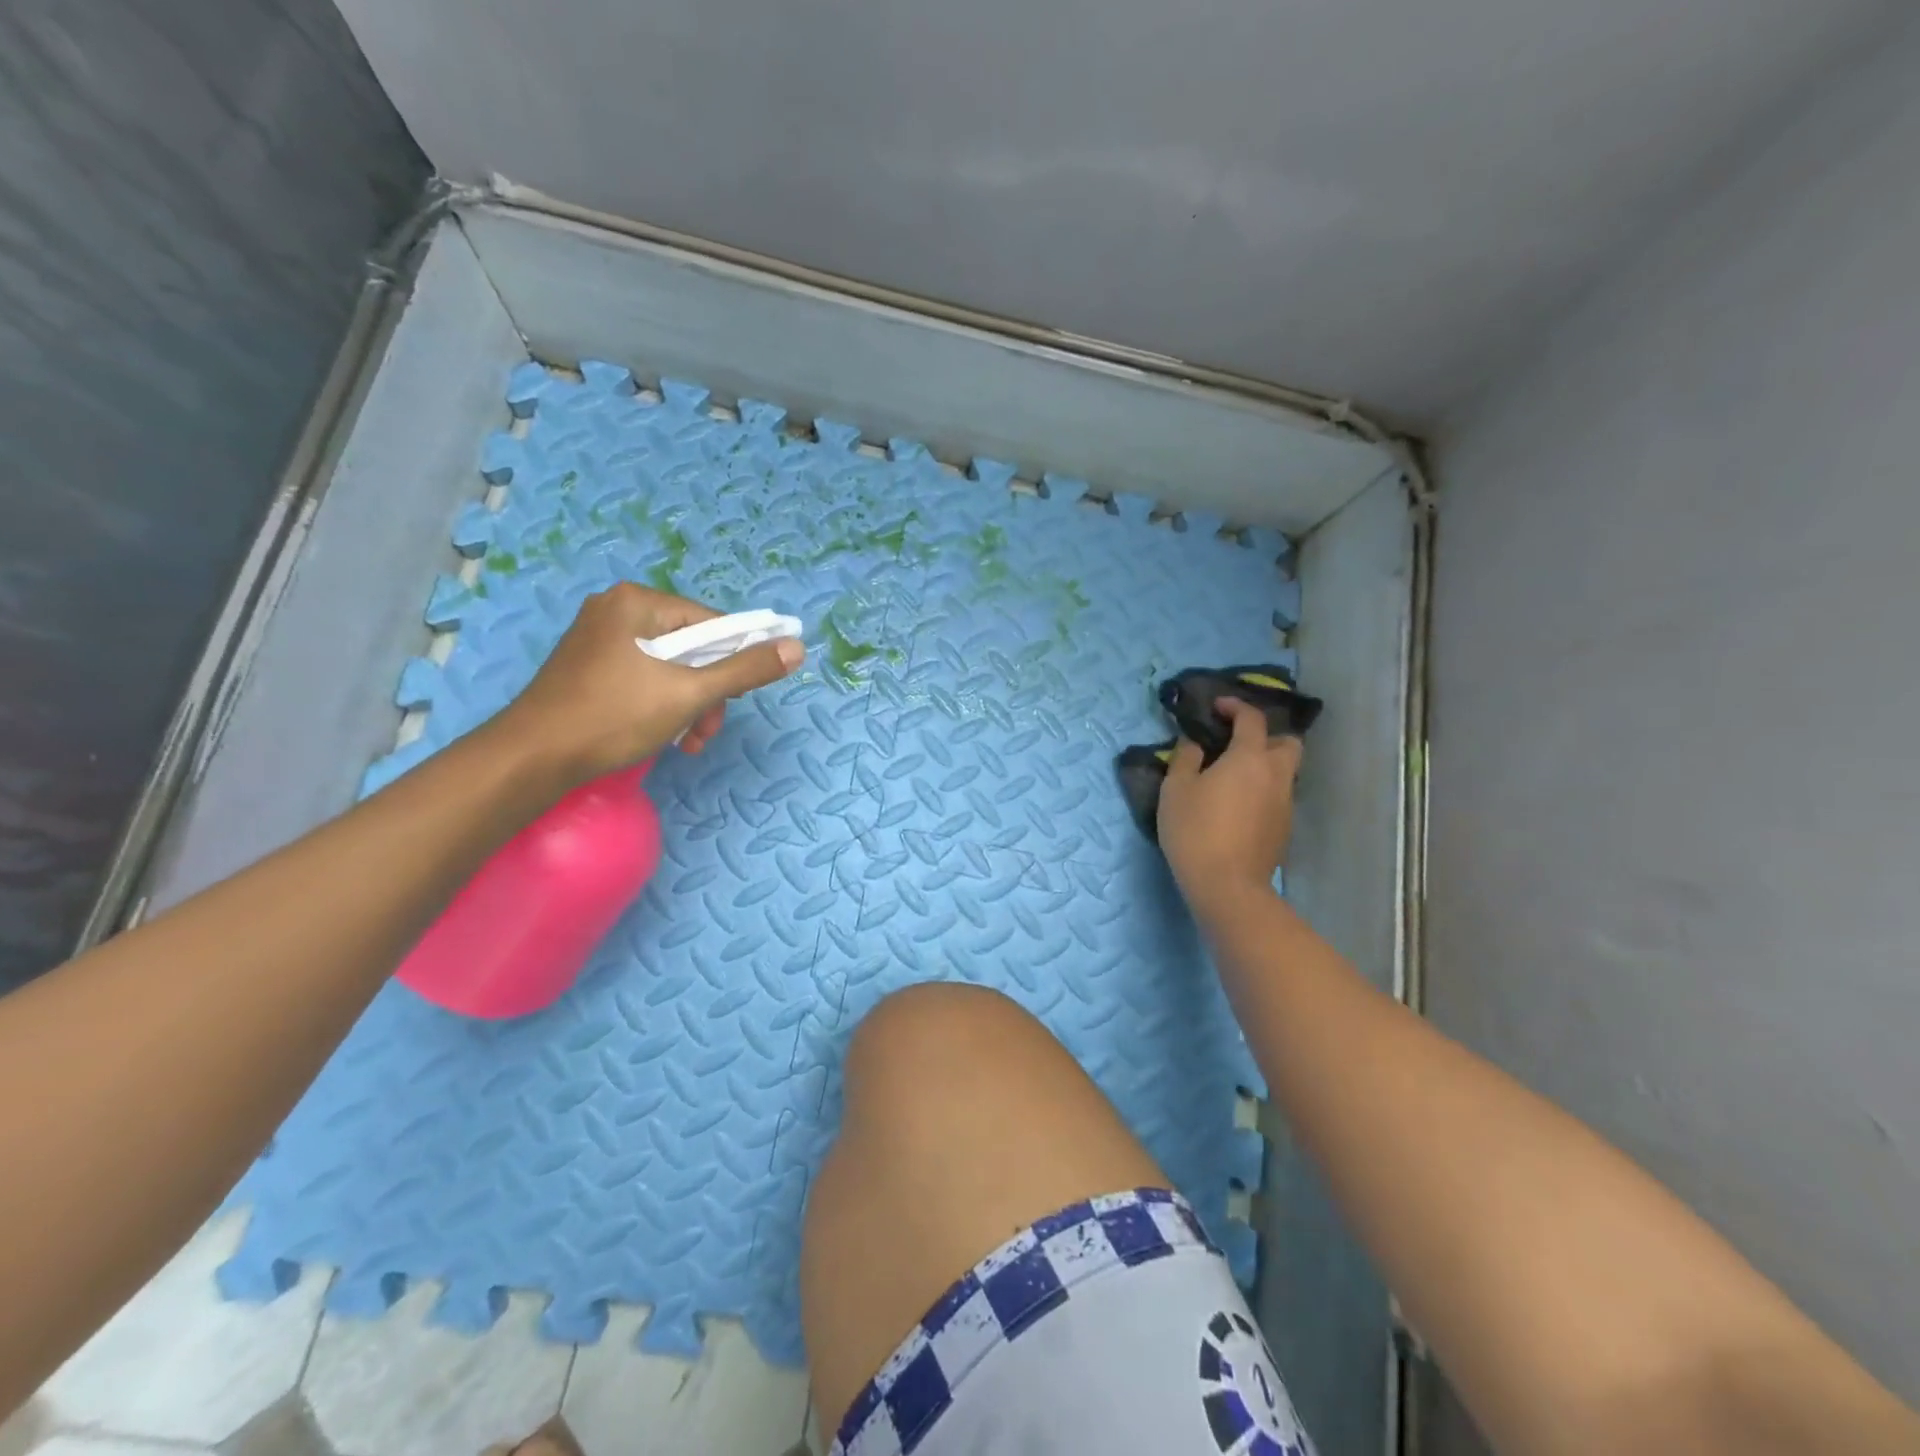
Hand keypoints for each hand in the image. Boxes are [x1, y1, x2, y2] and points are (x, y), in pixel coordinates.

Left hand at [495, 583, 804, 787]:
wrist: (533, 758)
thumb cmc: (613, 717)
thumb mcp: (689, 694)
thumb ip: (745, 670)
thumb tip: (796, 648)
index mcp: (638, 603)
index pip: (711, 622)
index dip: (736, 659)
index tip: (739, 698)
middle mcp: (617, 610)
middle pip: (691, 647)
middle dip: (708, 692)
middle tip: (708, 729)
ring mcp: (600, 639)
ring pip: (670, 667)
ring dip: (690, 705)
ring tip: (689, 742)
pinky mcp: (590, 667)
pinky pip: (645, 677)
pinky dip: (663, 705)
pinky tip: (666, 736)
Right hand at [1157, 697, 1301, 919]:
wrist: (1227, 886)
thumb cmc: (1196, 830)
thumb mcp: (1176, 789)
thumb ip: (1185, 758)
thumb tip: (1194, 744)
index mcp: (1250, 757)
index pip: (1252, 718)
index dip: (1236, 706)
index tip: (1217, 707)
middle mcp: (1276, 775)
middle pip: (1288, 742)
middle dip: (1267, 736)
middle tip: (1238, 743)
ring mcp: (1285, 804)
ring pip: (1285, 772)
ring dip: (1265, 766)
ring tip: (1234, 777)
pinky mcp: (1284, 829)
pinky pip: (1278, 797)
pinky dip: (1263, 791)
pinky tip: (1239, 806)